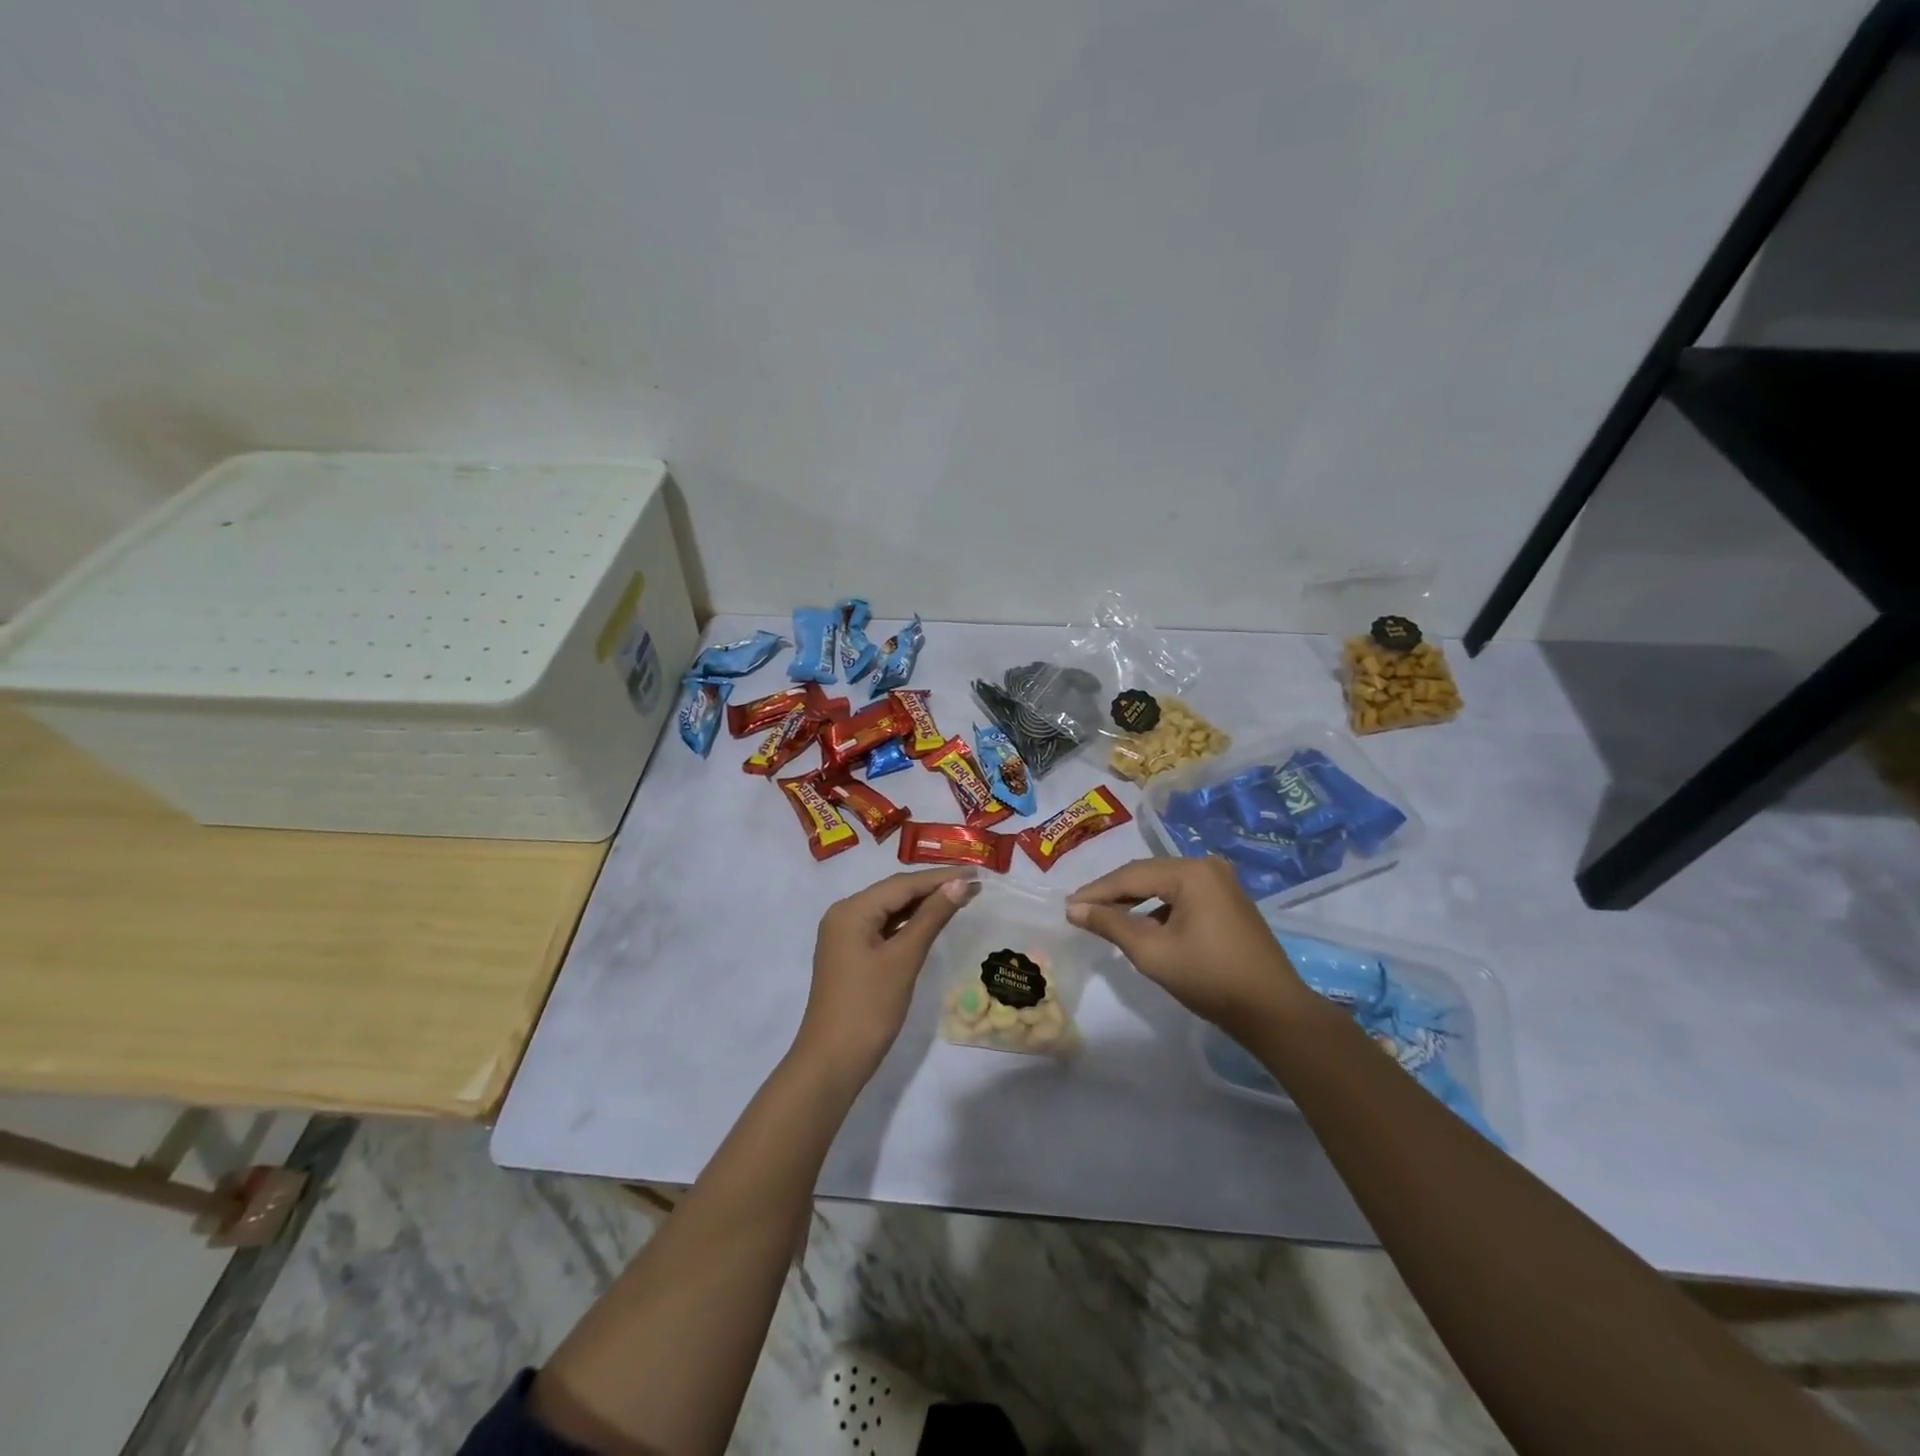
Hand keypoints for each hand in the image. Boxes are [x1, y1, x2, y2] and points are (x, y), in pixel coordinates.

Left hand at [793, 869, 978, 1082]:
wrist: (832, 1062)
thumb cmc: (869, 1007)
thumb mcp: (904, 959)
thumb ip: (932, 917)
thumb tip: (960, 884)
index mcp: (851, 910)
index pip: (903, 884)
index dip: (941, 877)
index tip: (976, 872)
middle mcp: (844, 914)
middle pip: (895, 892)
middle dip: (933, 887)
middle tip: (974, 883)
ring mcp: (845, 935)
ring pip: (890, 910)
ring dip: (923, 904)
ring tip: (961, 897)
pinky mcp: (851, 954)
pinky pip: (884, 928)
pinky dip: (909, 924)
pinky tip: (932, 921)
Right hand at [1067, 857, 1310, 1033]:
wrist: (1272, 1011)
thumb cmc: (1209, 978)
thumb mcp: (1152, 952)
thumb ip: (1110, 924)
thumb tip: (1074, 909)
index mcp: (1191, 872)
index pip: (1130, 876)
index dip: (1096, 892)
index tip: (1067, 907)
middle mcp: (1207, 867)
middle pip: (1147, 875)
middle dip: (1113, 894)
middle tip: (1080, 911)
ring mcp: (1221, 882)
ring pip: (1163, 885)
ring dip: (1134, 901)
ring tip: (1104, 918)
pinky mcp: (1228, 900)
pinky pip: (1181, 896)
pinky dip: (1157, 908)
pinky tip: (1142, 925)